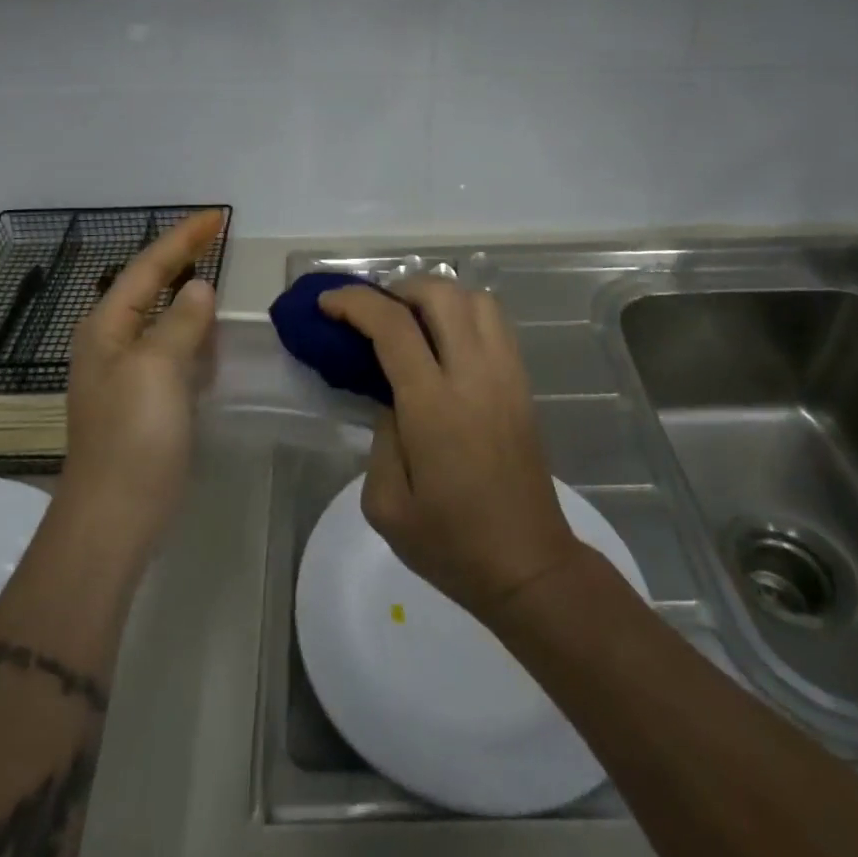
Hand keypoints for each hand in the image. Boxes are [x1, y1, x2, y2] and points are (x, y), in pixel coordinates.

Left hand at [60, 210, 224, 553]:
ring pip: (162, 318)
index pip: (148, 266)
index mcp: (107, 326)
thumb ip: (180, 321)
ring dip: (187, 295)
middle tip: (218, 238)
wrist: (115, 516)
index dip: (182, 238)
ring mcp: (128, 373)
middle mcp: (112, 342)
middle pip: (151, 286)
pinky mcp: (146, 399)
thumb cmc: (134, 435)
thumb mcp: (158, 368)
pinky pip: (173, 350)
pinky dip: (193, 334)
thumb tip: (199, 287)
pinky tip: (211, 336)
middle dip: (182, 259)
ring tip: (215, 273)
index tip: (217, 216)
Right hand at [318, 275, 583, 621]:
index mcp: (434, 407)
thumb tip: (390, 396)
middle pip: (441, 294)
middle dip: (398, 288)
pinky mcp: (523, 384)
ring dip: (436, 295)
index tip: (328, 304)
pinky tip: (444, 340)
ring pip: (476, 299)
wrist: (529, 567)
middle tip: (373, 312)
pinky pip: (496, 323)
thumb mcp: (386, 503)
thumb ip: (380, 436)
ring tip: (410, 320)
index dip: (355, 303)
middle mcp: (474, 377)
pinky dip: (464, 312)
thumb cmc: (451, 544)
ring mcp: (506, 376)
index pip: (393, 327)